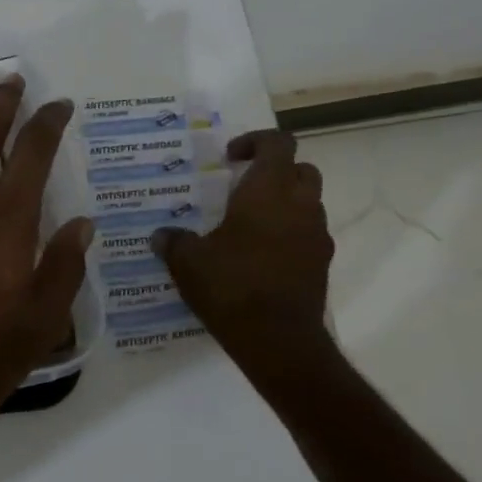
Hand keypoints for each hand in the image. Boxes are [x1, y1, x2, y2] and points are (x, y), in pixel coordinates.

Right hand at [150, 130, 334, 368]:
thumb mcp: (188, 262)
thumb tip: (160, 235)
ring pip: (309, 203)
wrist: (277, 340)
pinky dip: (290, 234)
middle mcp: (300, 206)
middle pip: (302, 169)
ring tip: (250, 224)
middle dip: (275, 171)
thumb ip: (174, 241)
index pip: (278, 143)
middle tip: (244, 188)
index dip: (255, 141)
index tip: (230, 159)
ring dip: (285, 203)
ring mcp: (316, 236)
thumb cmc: (231, 286)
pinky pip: (308, 235)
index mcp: (268, 191)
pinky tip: (261, 256)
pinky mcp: (321, 264)